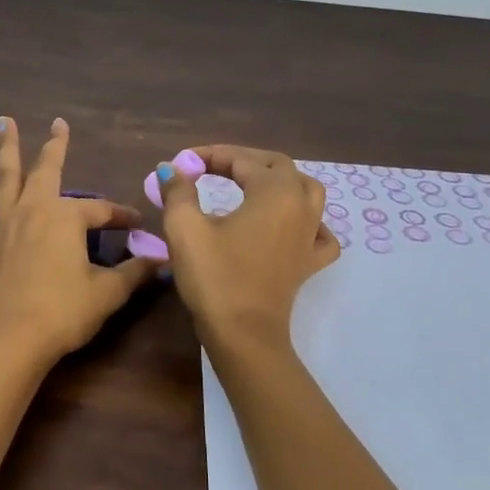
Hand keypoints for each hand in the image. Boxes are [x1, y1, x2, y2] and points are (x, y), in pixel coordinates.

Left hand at [0, 117, 159, 369]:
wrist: (13, 340)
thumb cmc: (64, 312)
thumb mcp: (108, 293)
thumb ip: (134, 273)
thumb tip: (162, 260)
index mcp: (67, 218)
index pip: (102, 211)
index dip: (122, 217)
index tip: (138, 226)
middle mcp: (34, 211)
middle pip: (47, 172)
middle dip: (56, 147)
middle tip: (59, 123)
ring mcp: (5, 228)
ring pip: (5, 181)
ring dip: (6, 150)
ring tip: (4, 122)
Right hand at [153, 145, 339, 349]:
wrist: (243, 334)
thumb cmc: (214, 277)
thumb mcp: (185, 228)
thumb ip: (178, 192)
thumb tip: (171, 168)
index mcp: (275, 192)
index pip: (241, 160)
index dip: (209, 156)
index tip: (181, 163)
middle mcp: (301, 206)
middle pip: (277, 166)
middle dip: (242, 161)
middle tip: (209, 167)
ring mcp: (310, 235)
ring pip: (305, 190)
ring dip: (277, 180)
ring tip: (250, 184)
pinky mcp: (309, 262)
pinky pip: (319, 230)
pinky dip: (307, 220)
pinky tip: (291, 224)